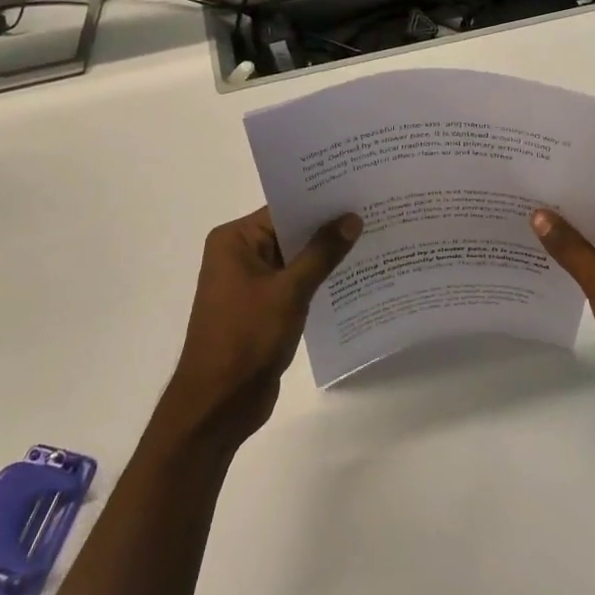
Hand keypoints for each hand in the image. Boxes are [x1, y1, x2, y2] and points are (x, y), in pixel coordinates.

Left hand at [156, 207, 361, 450]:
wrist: (219, 403)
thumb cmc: (246, 337)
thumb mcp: (289, 291)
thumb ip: (321, 254)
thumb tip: (351, 219)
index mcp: (234, 241)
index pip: (283, 209)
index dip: (320, 202)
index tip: (358, 192)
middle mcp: (239, 255)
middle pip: (290, 233)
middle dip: (328, 229)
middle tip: (375, 213)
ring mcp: (251, 284)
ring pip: (296, 260)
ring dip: (327, 257)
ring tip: (374, 241)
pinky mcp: (263, 309)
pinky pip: (295, 285)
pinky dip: (319, 282)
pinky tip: (355, 278)